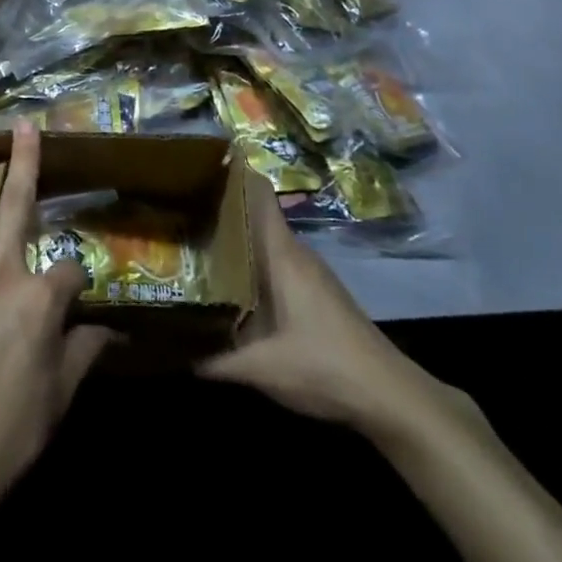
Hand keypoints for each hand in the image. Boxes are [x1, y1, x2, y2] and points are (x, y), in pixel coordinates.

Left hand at [0, 120, 114, 540]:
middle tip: (23, 126)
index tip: (78, 297)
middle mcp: (0, 269)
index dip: (78, 280)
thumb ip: (86, 353)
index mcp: (40, 297)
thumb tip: (114, 333)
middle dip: (24, 160)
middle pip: (16, 202)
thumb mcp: (60, 397)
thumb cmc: (7, 432)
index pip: (71, 268)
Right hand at [198, 173, 465, 447]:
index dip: (226, 172)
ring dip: (232, 238)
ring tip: (192, 242)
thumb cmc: (324, 367)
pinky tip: (227, 283)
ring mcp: (308, 270)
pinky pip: (273, 261)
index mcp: (282, 252)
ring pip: (262, 240)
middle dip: (216, 209)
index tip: (191, 166)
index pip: (256, 191)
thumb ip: (214, 360)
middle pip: (252, 214)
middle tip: (175, 210)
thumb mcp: (262, 369)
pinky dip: (248, 263)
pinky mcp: (315, 291)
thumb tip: (172, 350)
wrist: (389, 395)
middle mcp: (294, 251)